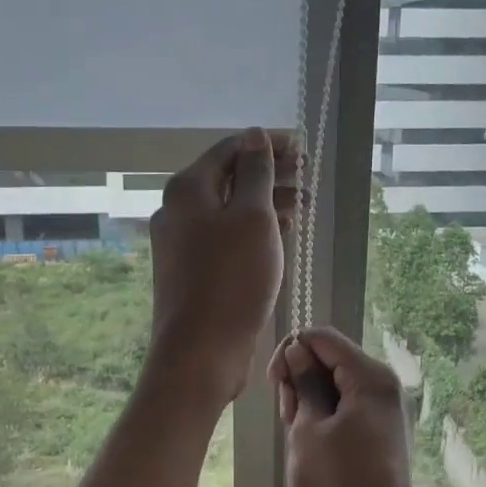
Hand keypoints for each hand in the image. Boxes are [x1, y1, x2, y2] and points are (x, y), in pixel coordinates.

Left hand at [146, 128, 298, 406]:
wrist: (201, 351)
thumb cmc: (232, 278)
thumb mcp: (253, 217)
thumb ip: (256, 172)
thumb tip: (254, 135)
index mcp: (188, 188)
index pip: (230, 149)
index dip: (268, 144)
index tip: (303, 149)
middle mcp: (178, 209)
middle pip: (229, 178)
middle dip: (270, 173)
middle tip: (308, 177)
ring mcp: (182, 241)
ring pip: (229, 209)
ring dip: (266, 202)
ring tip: (304, 206)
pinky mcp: (192, 269)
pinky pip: (226, 235)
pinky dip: (253, 229)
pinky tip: (280, 233)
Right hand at [268, 327, 416, 486]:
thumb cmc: (335, 484)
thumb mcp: (307, 428)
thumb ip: (302, 383)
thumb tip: (298, 351)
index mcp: (371, 378)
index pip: (323, 339)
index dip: (292, 351)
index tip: (274, 382)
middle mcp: (385, 386)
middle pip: (332, 360)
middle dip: (301, 379)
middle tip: (288, 417)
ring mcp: (387, 410)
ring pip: (337, 385)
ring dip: (312, 400)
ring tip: (299, 435)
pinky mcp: (383, 432)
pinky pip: (349, 407)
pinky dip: (327, 416)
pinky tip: (313, 443)